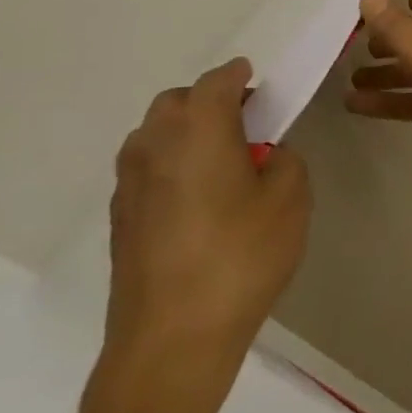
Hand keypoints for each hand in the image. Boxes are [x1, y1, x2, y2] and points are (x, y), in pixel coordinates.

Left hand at [101, 58, 312, 412]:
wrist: (172, 337)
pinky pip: (147, 169)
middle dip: (209, 100)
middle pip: (175, 103)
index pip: (216, 83)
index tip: (257, 78)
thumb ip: (283, 162)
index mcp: (198, 132)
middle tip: (247, 120)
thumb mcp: (290, 200)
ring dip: (186, 131)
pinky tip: (201, 195)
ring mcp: (129, 186)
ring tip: (223, 157)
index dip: (238, 75)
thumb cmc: (241, 257)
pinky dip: (172, 163)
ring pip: (154, 135)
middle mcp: (154, 148)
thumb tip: (263, 156)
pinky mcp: (121, 220)